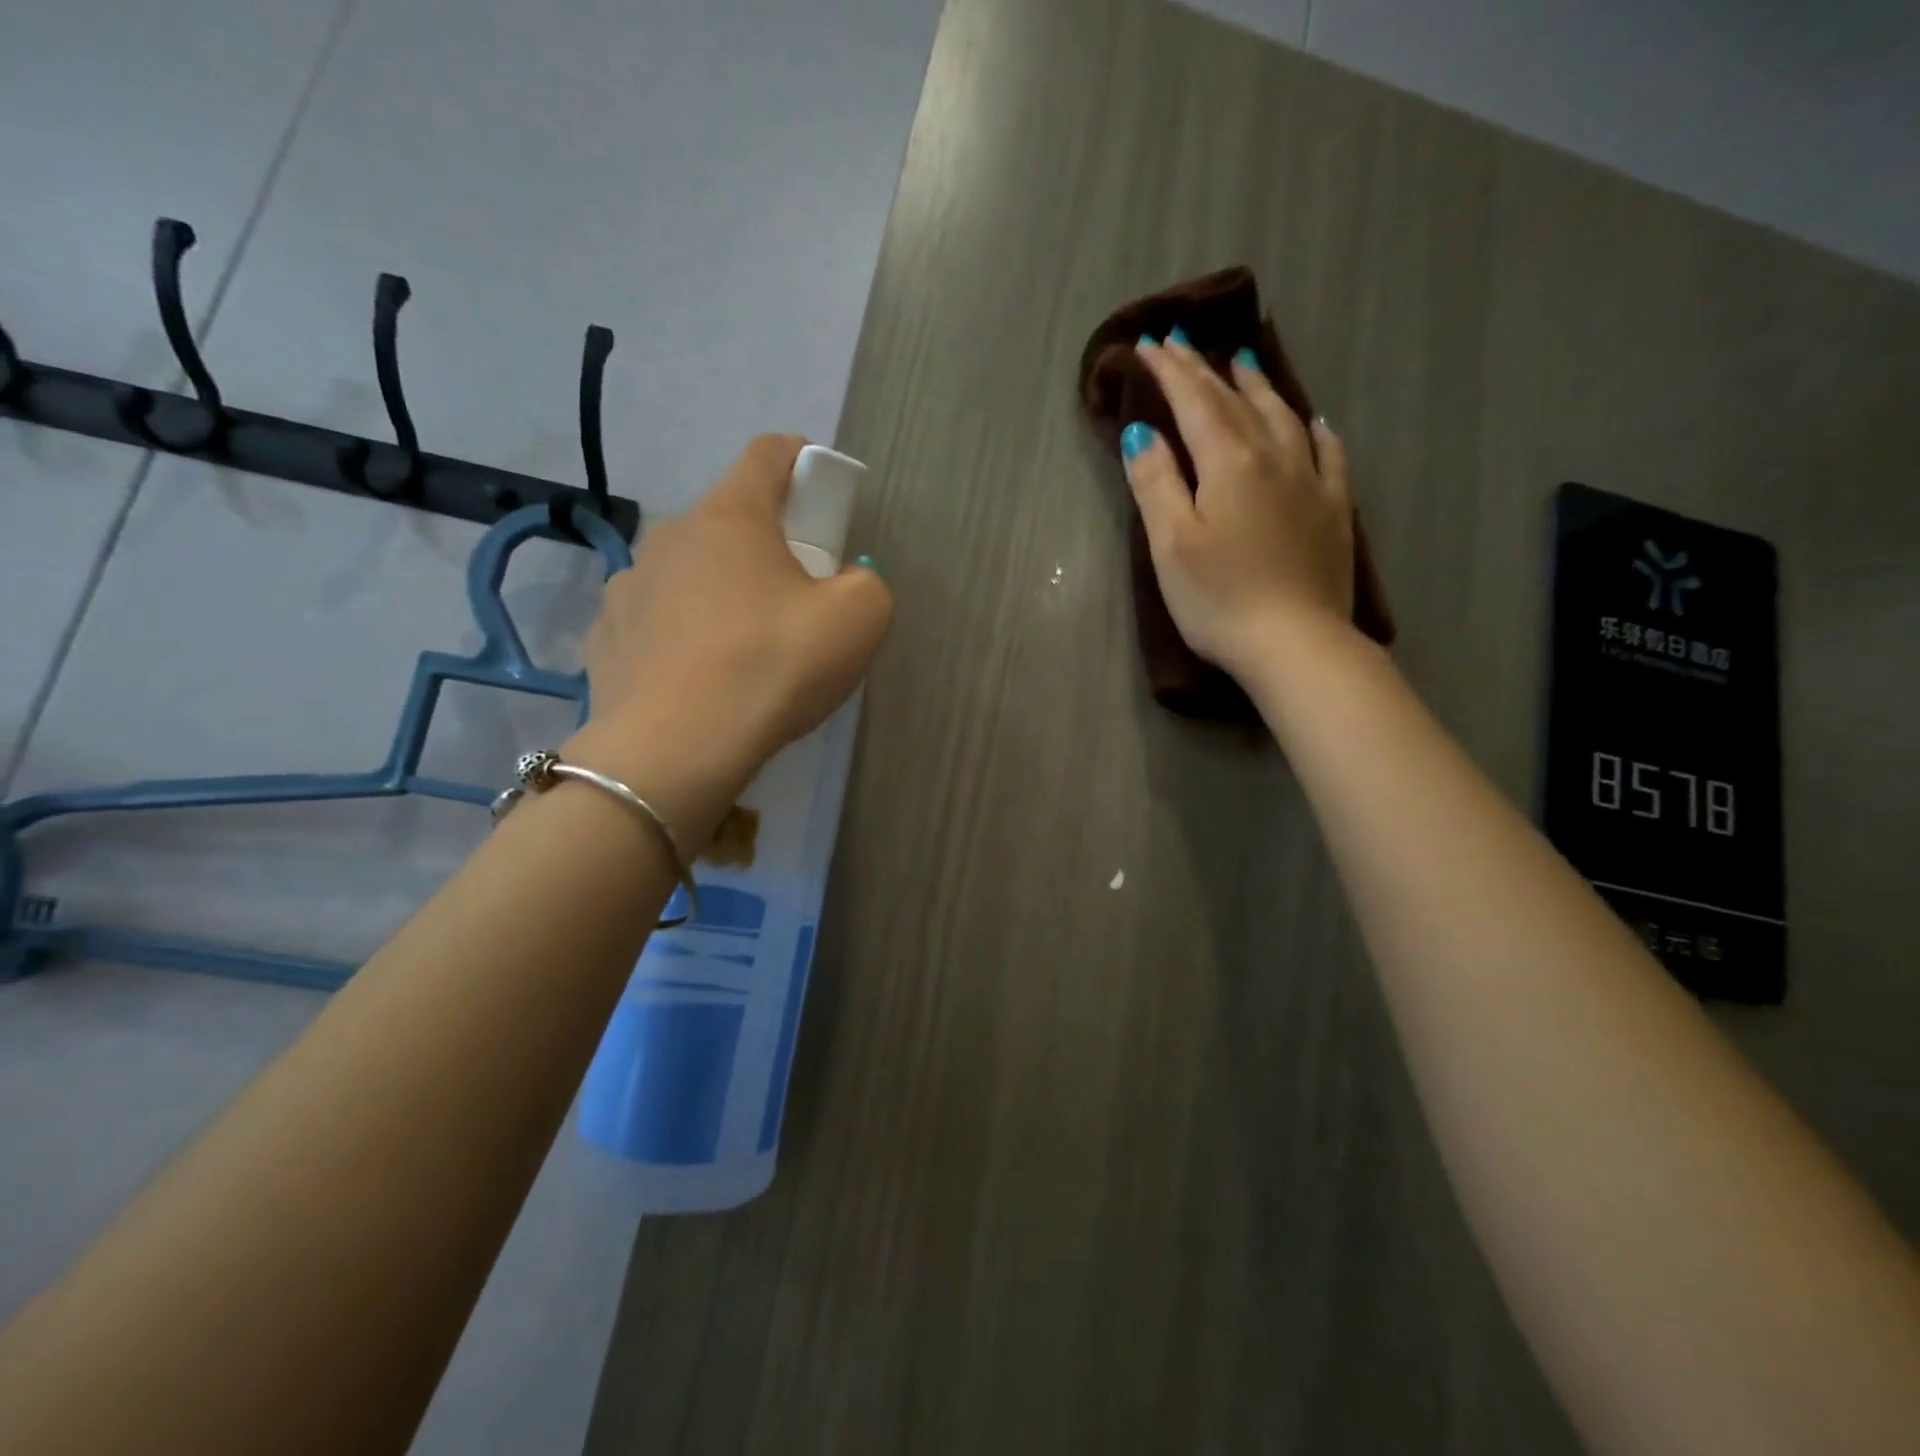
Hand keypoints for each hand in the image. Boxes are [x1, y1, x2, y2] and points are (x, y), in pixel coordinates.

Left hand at [569, 434, 891, 821]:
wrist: (677, 749)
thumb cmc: (774, 666)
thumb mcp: (859, 620)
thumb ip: (867, 584)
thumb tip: (844, 583)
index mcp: (731, 517)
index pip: (768, 453)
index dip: (802, 459)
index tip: (823, 494)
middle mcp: (670, 537)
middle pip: (729, 520)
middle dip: (768, 545)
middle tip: (796, 598)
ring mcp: (628, 587)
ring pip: (689, 573)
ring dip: (720, 592)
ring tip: (743, 650)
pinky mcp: (606, 638)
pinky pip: (657, 621)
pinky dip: (683, 636)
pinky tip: (700, 679)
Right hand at [1121, 335, 1355, 680]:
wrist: (1296, 644)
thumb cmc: (1219, 599)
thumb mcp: (1171, 543)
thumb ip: (1155, 482)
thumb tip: (1142, 430)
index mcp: (1229, 462)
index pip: (1194, 402)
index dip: (1170, 371)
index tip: (1147, 345)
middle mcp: (1274, 457)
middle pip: (1235, 401)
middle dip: (1204, 370)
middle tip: (1182, 342)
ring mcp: (1311, 480)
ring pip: (1282, 416)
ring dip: (1257, 385)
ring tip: (1243, 362)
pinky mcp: (1333, 509)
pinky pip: (1328, 452)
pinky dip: (1312, 428)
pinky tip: (1312, 420)